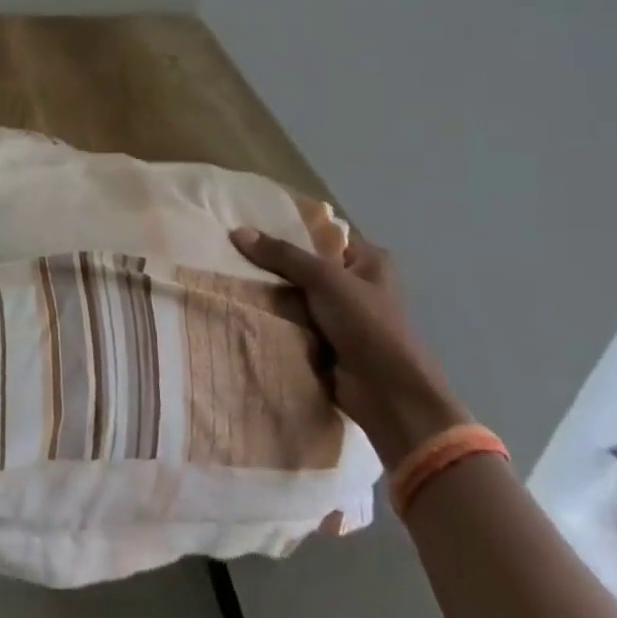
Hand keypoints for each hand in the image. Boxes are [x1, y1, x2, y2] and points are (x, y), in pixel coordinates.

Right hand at [229, 225, 471, 468]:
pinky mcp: (326, 340)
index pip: (321, 234)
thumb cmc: (367, 325)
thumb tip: (237, 231)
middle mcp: (356, 283)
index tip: (247, 223)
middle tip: (230, 250)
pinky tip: (243, 304)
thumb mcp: (325, 280)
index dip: (287, 228)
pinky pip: (293, 319)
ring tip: (228, 275)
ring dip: (271, 291)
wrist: (387, 394)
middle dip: (272, 262)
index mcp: (368, 260)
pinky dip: (275, 316)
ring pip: (296, 293)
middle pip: (305, 264)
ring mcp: (341, 314)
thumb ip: (282, 255)